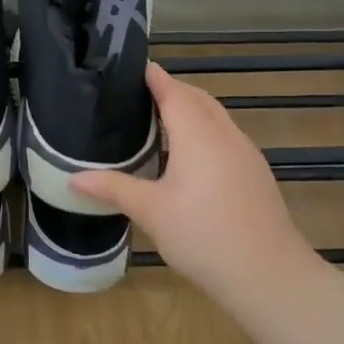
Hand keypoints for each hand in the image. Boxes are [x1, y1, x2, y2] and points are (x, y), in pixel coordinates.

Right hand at [71, 63, 317, 296]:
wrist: (270, 276)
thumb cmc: (204, 236)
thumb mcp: (151, 212)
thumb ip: (113, 188)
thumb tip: (73, 178)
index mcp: (198, 134)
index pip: (173, 90)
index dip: (152, 76)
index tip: (128, 67)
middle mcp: (224, 134)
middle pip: (197, 98)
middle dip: (169, 89)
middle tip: (134, 94)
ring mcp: (245, 153)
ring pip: (215, 116)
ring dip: (189, 109)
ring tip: (155, 120)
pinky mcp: (254, 173)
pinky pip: (224, 136)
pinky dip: (203, 130)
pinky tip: (186, 156)